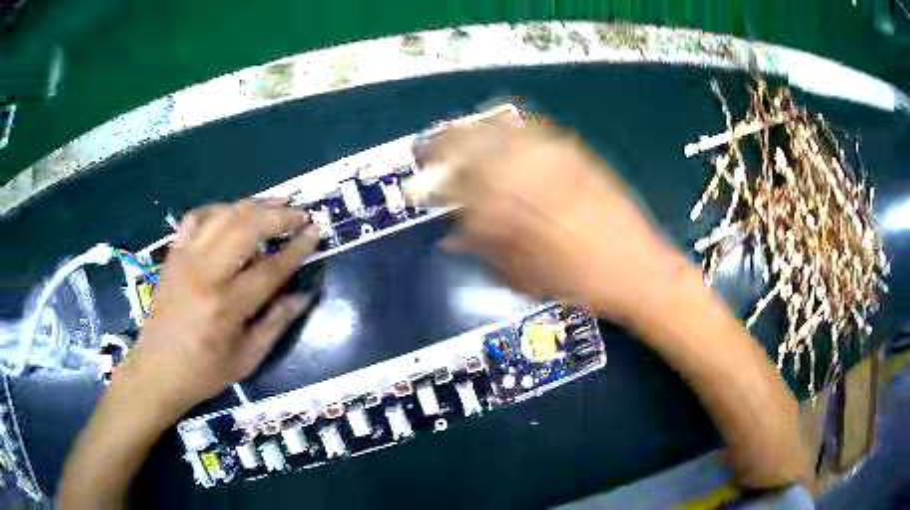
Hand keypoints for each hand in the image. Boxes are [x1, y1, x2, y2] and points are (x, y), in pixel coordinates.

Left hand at [117, 200, 318, 413]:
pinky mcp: (173, 254)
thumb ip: (276, 323)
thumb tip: (304, 295)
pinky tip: (233, 213)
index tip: (317, 231)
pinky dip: (219, 209)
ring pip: (224, 215)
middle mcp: (205, 273)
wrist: (157, 369)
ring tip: (276, 203)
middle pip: (247, 227)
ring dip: (254, 205)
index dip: (298, 247)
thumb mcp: (247, 359)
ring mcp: (186, 258)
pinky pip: (197, 217)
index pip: (271, 268)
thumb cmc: (204, 371)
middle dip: (279, 215)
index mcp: (226, 306)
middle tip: (301, 215)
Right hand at [416, 116, 688, 326]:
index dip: (434, 176)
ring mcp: (554, 160)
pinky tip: (504, 130)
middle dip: (446, 143)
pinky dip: (511, 127)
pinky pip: (535, 130)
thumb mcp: (524, 278)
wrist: (638, 269)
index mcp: (511, 212)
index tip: (422, 175)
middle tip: (432, 147)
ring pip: (502, 131)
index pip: (458, 182)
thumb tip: (452, 237)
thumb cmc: (580, 284)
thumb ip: (484, 250)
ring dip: (474, 130)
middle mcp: (528, 177)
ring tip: (460, 132)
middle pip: (474, 145)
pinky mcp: (576, 155)